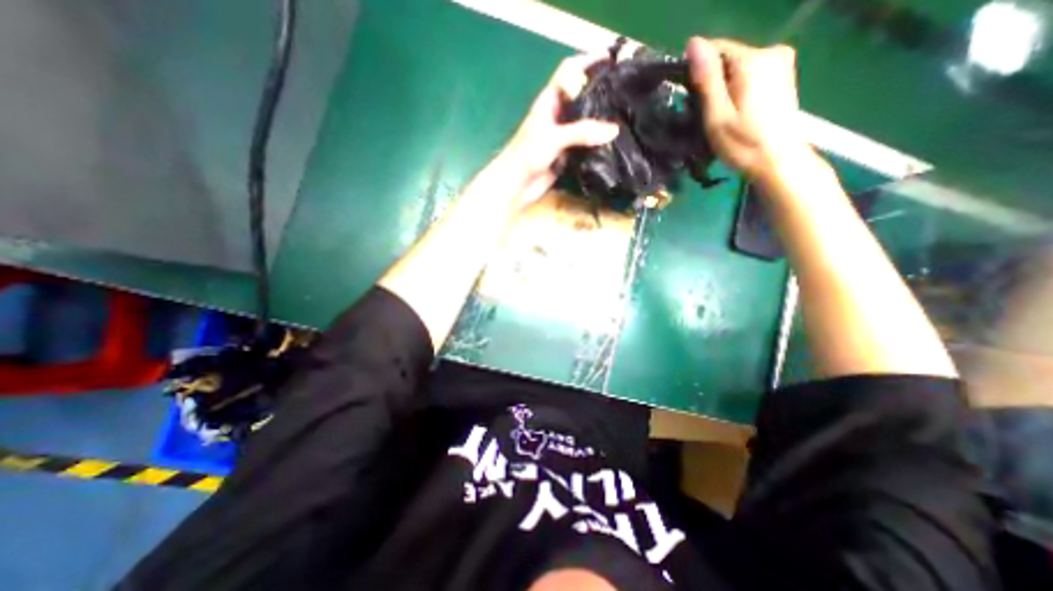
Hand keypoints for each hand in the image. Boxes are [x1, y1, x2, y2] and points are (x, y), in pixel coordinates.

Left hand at [499, 56, 617, 205]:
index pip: (569, 72)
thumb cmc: (527, 155)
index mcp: (549, 101)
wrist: (516, 185)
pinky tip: (612, 143)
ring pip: (585, 124)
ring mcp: (562, 137)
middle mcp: (557, 116)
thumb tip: (614, 130)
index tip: (610, 59)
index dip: (587, 61)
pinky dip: (597, 144)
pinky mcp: (566, 156)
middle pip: (581, 98)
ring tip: (625, 116)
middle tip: (625, 91)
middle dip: (599, 92)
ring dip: (600, 121)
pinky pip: (585, 146)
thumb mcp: (553, 137)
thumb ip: (582, 132)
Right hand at [688, 37, 817, 182]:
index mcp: (753, 60)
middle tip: (704, 113)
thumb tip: (693, 43)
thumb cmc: (743, 143)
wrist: (777, 161)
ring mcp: (781, 61)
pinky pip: (749, 73)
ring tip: (718, 115)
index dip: (696, 70)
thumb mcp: (717, 115)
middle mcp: (771, 51)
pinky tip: (735, 110)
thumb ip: (707, 78)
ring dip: (723, 86)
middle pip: (727, 58)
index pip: (715, 48)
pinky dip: (736, 88)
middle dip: (711, 80)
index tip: (689, 97)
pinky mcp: (783, 74)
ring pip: (737, 67)